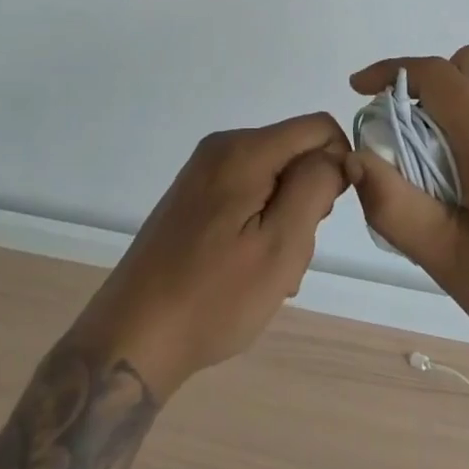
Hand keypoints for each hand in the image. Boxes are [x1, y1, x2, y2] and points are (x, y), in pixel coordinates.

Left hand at [70, 114, 350, 398]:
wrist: (131, 339)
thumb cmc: (212, 297)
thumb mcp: (279, 246)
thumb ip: (314, 187)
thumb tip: (337, 155)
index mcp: (245, 150)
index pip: (319, 128)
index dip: (338, 165)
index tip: (325, 218)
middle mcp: (223, 147)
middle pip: (295, 154)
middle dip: (307, 200)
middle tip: (290, 255)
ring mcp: (205, 171)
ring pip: (274, 178)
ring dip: (284, 221)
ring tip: (267, 273)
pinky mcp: (194, 195)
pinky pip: (248, 193)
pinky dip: (260, 225)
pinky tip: (246, 270)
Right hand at [348, 49, 468, 394]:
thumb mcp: (448, 261)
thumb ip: (394, 206)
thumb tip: (357, 158)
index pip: (436, 74)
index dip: (391, 71)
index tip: (360, 89)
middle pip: (468, 65)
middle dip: (427, 80)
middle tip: (402, 127)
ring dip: (457, 100)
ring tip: (436, 159)